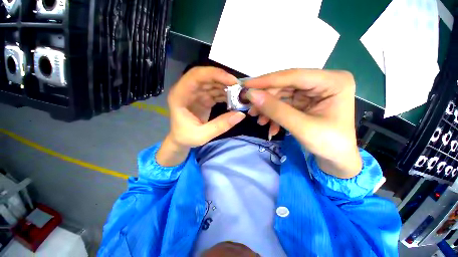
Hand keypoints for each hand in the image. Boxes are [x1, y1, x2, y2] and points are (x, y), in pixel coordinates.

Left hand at [157, 67, 245, 166]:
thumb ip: (221, 125)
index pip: (195, 76)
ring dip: (226, 86)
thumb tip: (241, 115)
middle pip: (206, 76)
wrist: (181, 139)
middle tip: (239, 87)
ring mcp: (196, 93)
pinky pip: (215, 91)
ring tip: (239, 94)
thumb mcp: (202, 135)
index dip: (214, 74)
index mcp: (180, 95)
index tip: (232, 81)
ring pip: (212, 83)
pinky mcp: (203, 98)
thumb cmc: (186, 137)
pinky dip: (225, 94)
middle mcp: (187, 90)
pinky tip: (234, 99)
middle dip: (223, 79)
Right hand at [244, 69, 361, 177]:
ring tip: (259, 120)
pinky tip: (269, 125)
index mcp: (333, 82)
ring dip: (268, 108)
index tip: (245, 85)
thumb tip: (251, 95)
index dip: (267, 80)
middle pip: (285, 85)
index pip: (294, 76)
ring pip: (282, 95)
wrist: (337, 160)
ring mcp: (312, 92)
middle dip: (266, 98)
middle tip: (249, 107)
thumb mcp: (301, 127)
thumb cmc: (328, 144)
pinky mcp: (304, 102)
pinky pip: (284, 104)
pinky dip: (274, 114)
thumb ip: (276, 110)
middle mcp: (323, 82)